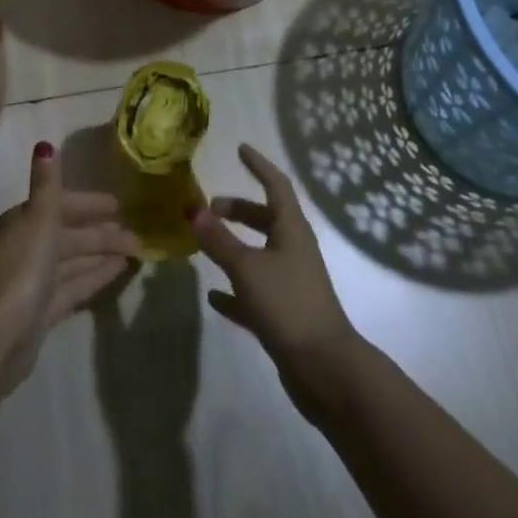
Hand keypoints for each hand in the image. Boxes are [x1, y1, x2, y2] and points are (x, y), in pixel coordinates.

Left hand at [0, 143, 140, 393]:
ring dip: (102, 254)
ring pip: (74, 261)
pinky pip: (75, 286)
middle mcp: (28, 248)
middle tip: (138, 234)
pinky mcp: (42, 312)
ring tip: (136, 251)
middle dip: (102, 233)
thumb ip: (47, 184)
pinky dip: (95, 277)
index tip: (118, 204)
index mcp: (24, 222)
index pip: (61, 205)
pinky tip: (119, 272)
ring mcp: (35, 282)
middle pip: (70, 235)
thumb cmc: (23, 267)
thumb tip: (44, 144)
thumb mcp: (39, 217)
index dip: (89, 204)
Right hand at [189, 144, 359, 387]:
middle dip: (238, 209)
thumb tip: (193, 208)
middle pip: (266, 219)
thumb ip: (218, 239)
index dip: (258, 165)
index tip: (240, 148)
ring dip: (234, 246)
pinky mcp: (285, 313)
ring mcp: (291, 282)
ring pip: (259, 253)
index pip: (276, 185)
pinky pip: (255, 291)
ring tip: (206, 244)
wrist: (324, 368)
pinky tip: (213, 297)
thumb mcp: (247, 267)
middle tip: (210, 208)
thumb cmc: (287, 304)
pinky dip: (235, 289)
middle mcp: (294, 249)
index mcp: (291, 229)